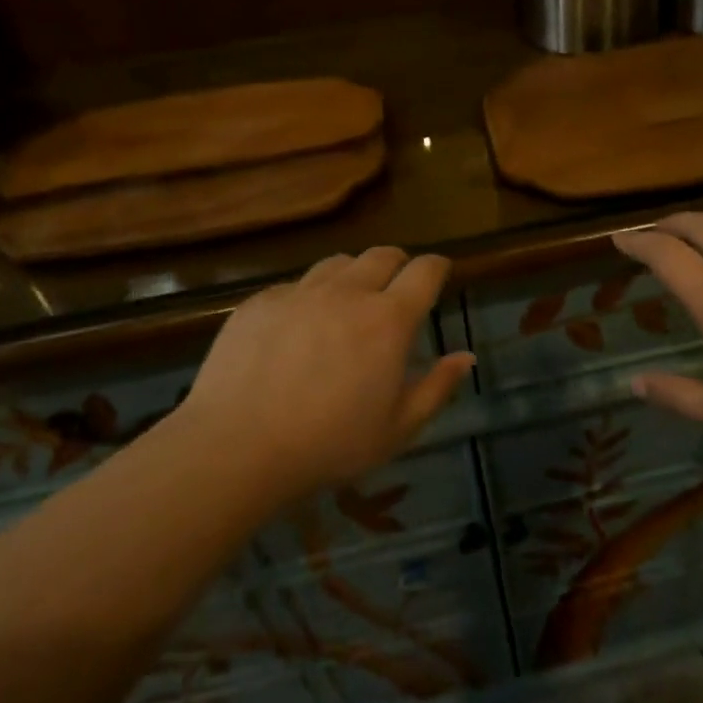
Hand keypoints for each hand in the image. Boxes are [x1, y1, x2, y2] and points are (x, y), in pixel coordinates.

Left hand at [170, 247, 474, 503]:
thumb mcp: (398, 429)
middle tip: (397, 289)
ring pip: (339, 262)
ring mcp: (300, 292)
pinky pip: (296, 284)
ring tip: (349, 302)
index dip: (438, 267)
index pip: (425, 271)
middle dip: (398, 265)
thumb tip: (466, 356)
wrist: (235, 447)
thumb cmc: (328, 445)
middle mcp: (348, 293)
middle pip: (383, 255)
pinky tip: (300, 328)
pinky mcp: (261, 302)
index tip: (440, 275)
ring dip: (355, 274)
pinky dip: (310, 295)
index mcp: (388, 320)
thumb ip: (437, 388)